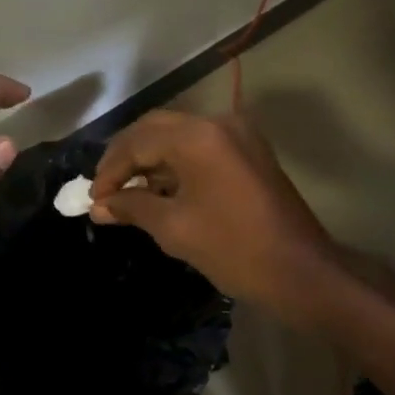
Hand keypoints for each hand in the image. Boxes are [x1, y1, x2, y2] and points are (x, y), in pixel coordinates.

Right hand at [89, 110, 338, 324]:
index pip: (138, 141)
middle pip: (156, 128)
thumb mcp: (174, 228)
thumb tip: (99, 206)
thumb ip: (132, 207)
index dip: (110, 169)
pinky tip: (158, 189)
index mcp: (198, 137)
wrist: (302, 272)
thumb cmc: (233, 249)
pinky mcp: (248, 150)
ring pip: (178, 134)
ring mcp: (237, 133)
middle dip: (126, 157)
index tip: (93, 198)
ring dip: (150, 159)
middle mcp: (217, 122)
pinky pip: (200, 145)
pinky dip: (175, 163)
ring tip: (126, 192)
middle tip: (104, 188)